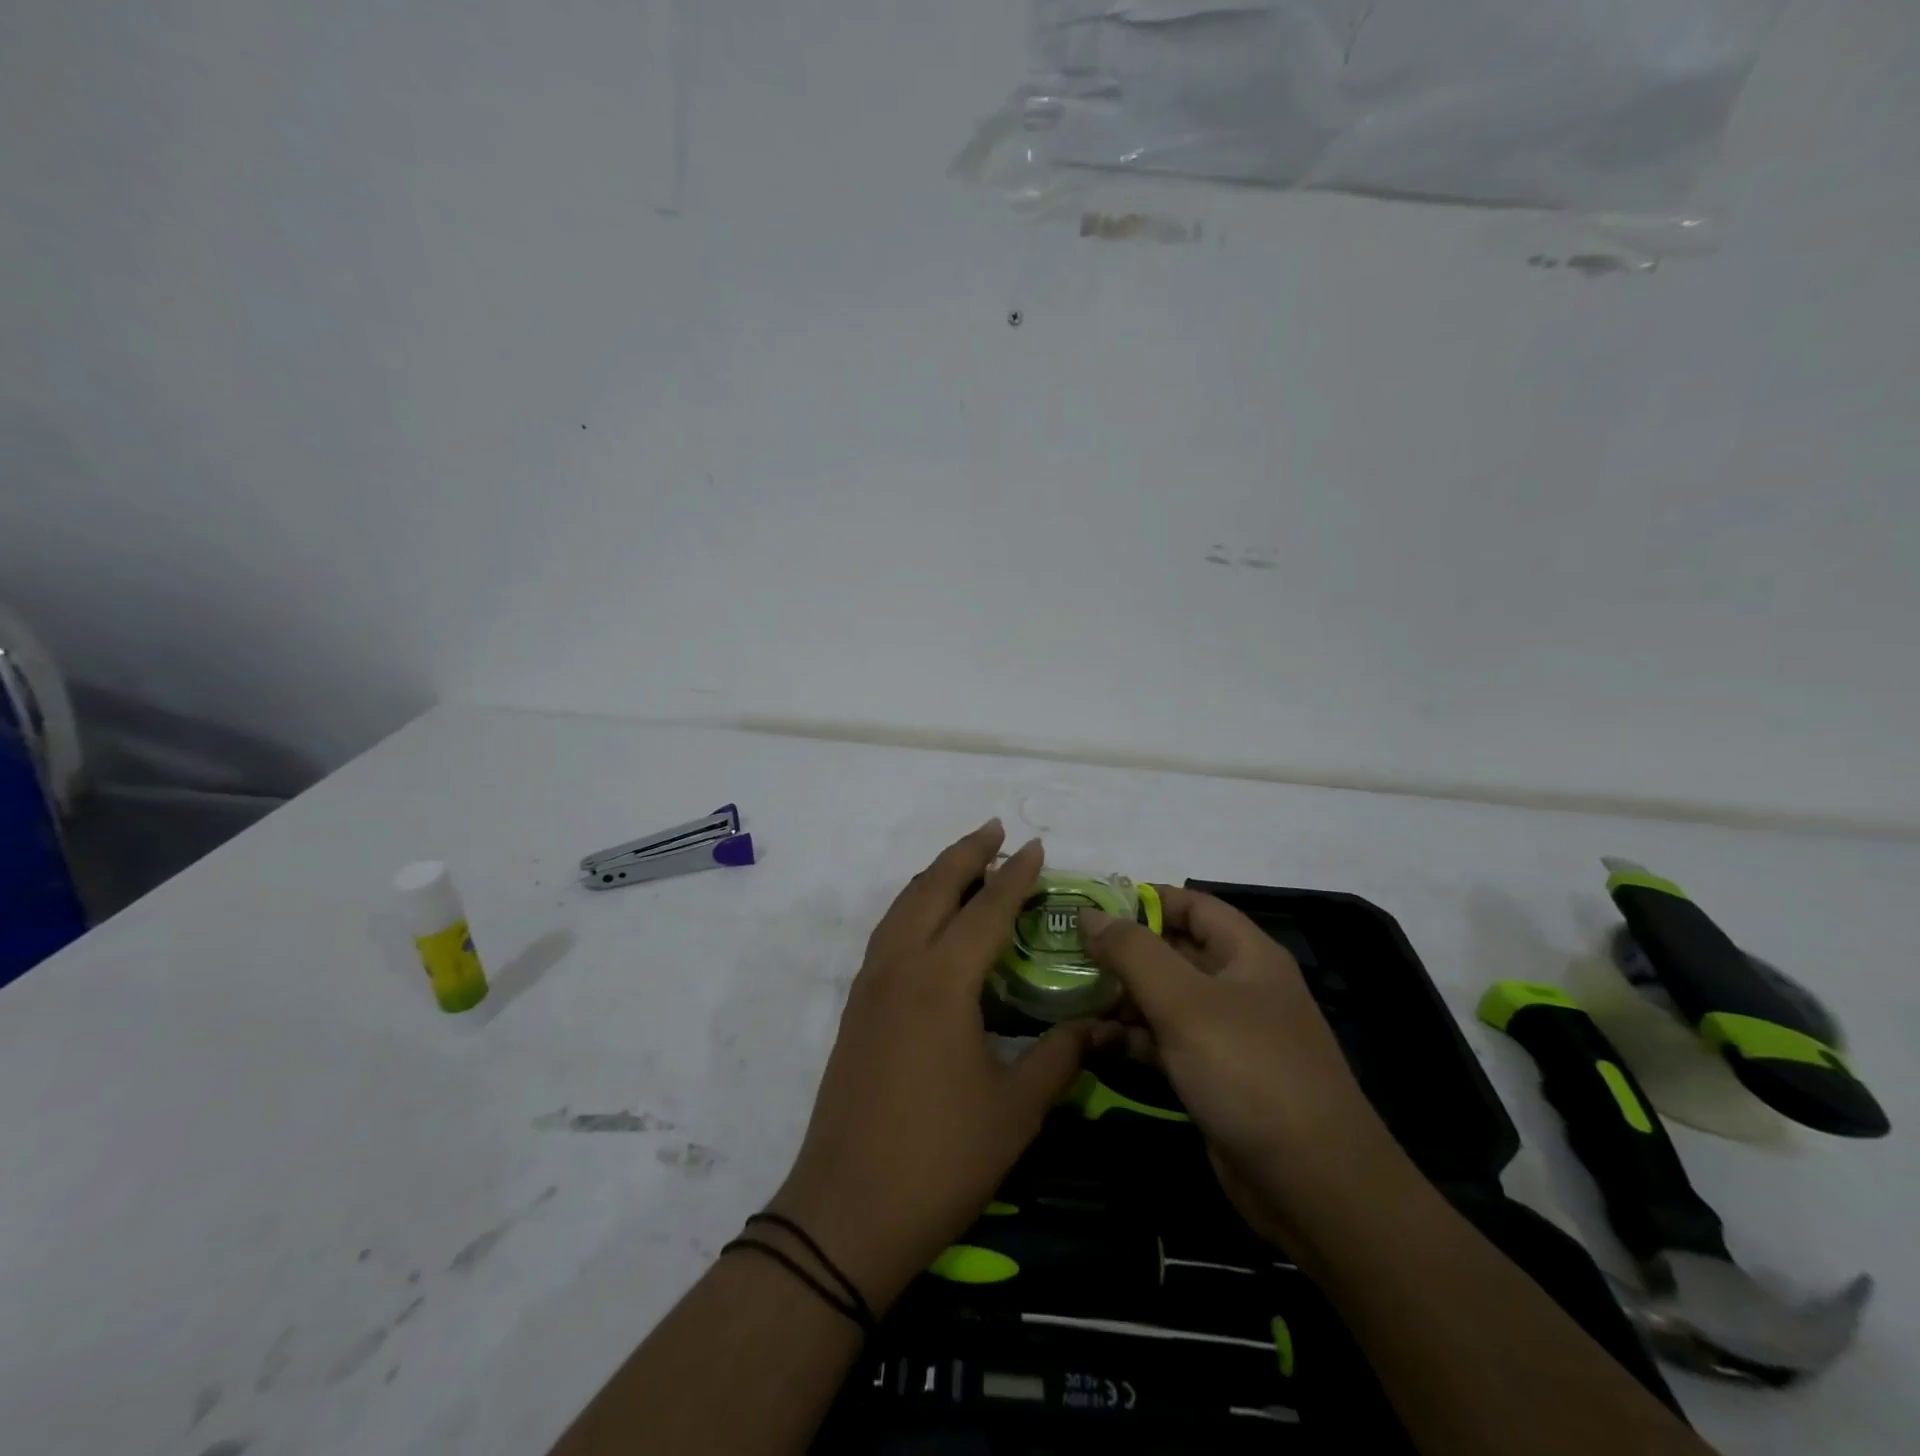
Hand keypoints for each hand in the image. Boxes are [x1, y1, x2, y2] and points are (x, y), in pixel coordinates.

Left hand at [768, 821, 1112, 1310]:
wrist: (847, 1212)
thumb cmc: (940, 1159)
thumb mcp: (1016, 1110)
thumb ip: (1060, 1057)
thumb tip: (1097, 1026)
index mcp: (942, 982)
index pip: (986, 910)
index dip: (1015, 876)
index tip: (1037, 846)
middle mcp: (901, 967)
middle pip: (933, 889)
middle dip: (966, 854)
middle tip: (996, 830)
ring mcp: (871, 985)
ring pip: (902, 907)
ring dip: (935, 876)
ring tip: (964, 863)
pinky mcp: (856, 1007)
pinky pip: (887, 933)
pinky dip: (912, 907)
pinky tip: (927, 920)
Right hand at [1079, 887, 1406, 1249]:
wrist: (1314, 1186)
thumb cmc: (1248, 1071)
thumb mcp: (1184, 1002)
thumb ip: (1132, 952)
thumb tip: (1089, 913)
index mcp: (1246, 954)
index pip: (1191, 904)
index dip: (1143, 899)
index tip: (1089, 905)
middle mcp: (1238, 986)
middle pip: (1173, 951)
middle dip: (1121, 950)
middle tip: (1065, 952)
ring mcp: (1227, 1035)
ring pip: (1165, 999)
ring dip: (1120, 997)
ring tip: (1067, 995)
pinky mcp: (1214, 1077)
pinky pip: (1166, 1043)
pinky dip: (1132, 1038)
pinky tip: (1093, 1041)